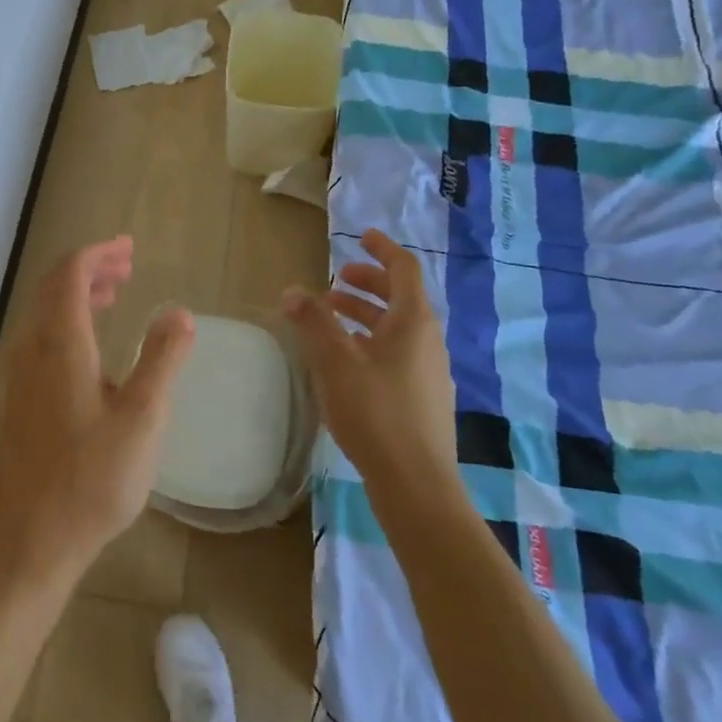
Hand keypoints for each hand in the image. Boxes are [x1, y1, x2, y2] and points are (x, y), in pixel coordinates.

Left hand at [0, 237, 194, 594]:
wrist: (28, 544)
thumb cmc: (92, 481)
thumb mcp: (143, 419)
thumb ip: (162, 359)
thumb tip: (178, 311)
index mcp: (60, 344)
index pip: (70, 274)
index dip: (99, 253)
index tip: (129, 248)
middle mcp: (31, 350)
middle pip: (54, 288)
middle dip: (90, 269)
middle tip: (127, 266)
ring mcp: (18, 376)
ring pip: (45, 314)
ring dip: (77, 295)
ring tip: (114, 294)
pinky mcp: (17, 401)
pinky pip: (40, 339)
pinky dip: (67, 322)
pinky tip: (91, 347)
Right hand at [283, 229, 456, 487]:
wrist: (416, 484)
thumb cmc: (375, 413)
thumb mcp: (335, 362)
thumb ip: (313, 322)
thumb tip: (293, 290)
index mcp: (413, 322)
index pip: (404, 269)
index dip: (382, 249)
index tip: (361, 237)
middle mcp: (427, 340)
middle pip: (400, 297)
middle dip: (368, 283)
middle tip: (335, 281)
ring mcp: (428, 371)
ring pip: (396, 327)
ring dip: (366, 314)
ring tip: (332, 316)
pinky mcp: (421, 398)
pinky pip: (396, 352)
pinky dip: (371, 341)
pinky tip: (346, 360)